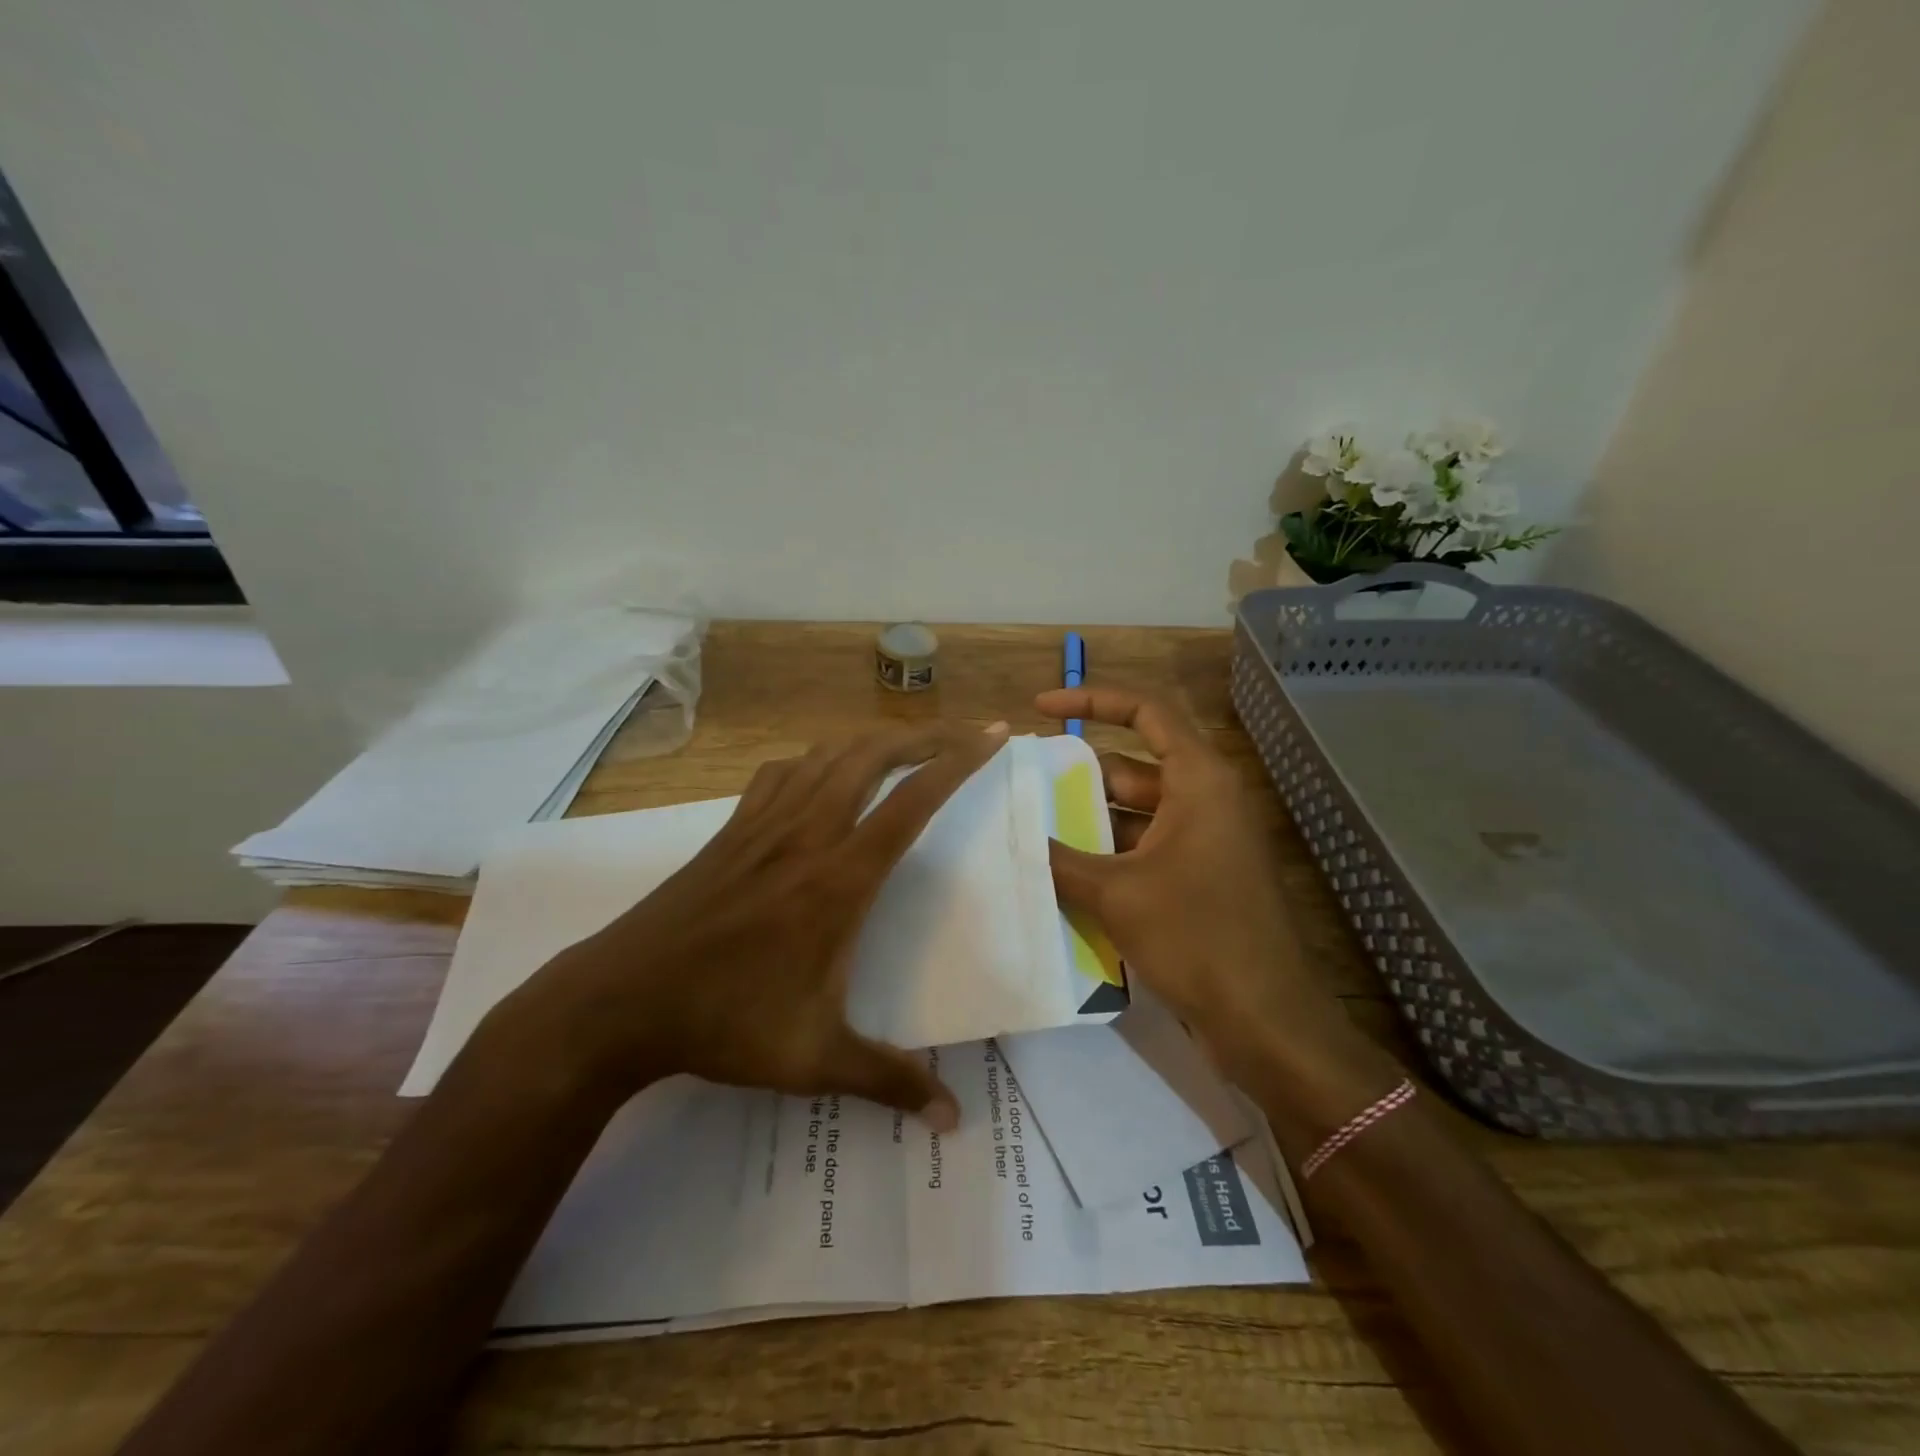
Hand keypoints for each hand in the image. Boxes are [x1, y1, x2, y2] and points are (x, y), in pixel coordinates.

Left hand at [515, 722, 1010, 1129]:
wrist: (620, 1001)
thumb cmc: (726, 1024)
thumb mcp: (815, 1060)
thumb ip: (890, 1082)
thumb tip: (953, 1121)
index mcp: (839, 879)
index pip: (912, 802)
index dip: (959, 762)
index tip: (993, 735)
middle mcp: (807, 834)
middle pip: (872, 757)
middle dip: (925, 736)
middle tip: (962, 733)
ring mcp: (764, 825)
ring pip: (827, 755)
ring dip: (873, 741)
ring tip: (905, 745)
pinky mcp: (731, 831)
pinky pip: (781, 773)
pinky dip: (814, 760)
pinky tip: (821, 775)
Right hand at [1036, 687, 1378, 1097]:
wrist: (1265, 1020)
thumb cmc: (1195, 937)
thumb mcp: (1116, 893)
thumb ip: (1061, 859)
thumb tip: (1014, 837)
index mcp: (1198, 780)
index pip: (1145, 712)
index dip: (1090, 701)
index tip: (1040, 709)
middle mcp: (1205, 799)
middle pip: (1133, 764)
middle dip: (1078, 773)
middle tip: (1022, 783)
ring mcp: (1205, 839)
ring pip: (1135, 811)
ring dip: (1089, 819)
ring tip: (1031, 826)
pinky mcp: (1200, 876)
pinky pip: (1145, 847)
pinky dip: (1107, 853)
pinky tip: (1063, 871)